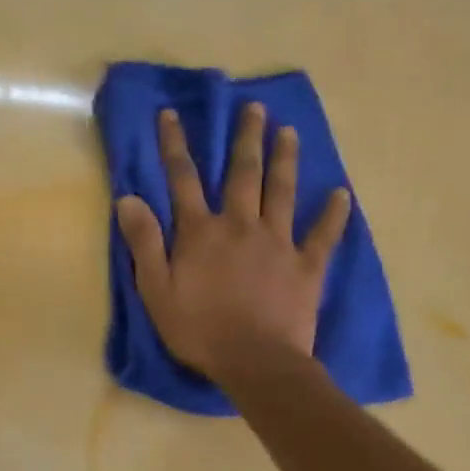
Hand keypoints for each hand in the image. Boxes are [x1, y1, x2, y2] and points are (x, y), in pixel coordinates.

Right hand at [115, 105, 350, 383]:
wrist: (256, 362)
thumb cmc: (198, 329)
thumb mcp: (155, 289)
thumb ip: (144, 242)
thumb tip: (128, 198)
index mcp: (201, 232)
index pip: (183, 179)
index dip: (175, 145)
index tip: (171, 114)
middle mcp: (241, 226)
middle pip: (243, 174)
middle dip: (246, 138)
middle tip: (255, 108)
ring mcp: (278, 243)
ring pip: (282, 192)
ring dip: (285, 159)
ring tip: (290, 131)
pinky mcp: (306, 266)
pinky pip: (323, 234)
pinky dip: (333, 213)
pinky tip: (340, 193)